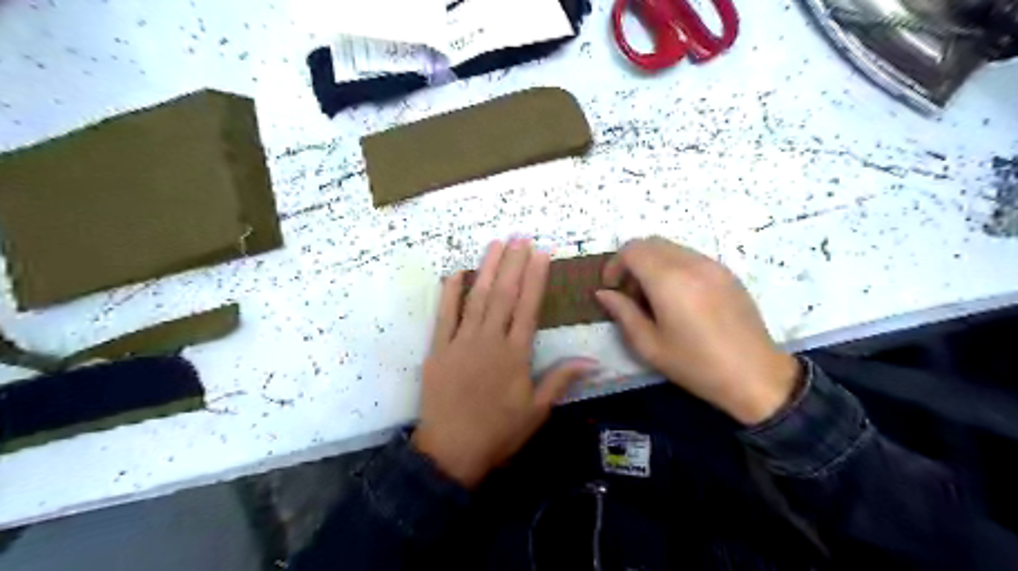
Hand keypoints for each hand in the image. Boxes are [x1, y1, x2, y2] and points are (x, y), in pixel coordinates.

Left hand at [409, 239, 594, 487]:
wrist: (451, 451)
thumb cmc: (498, 432)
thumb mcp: (537, 411)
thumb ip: (561, 380)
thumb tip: (593, 361)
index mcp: (515, 354)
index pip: (528, 307)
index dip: (535, 278)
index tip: (541, 253)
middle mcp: (489, 340)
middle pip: (503, 294)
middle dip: (513, 263)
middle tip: (520, 236)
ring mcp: (460, 341)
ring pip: (476, 297)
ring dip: (487, 269)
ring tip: (496, 244)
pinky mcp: (438, 349)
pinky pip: (443, 315)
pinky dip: (449, 292)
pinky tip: (456, 272)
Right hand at [598, 233, 803, 422]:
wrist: (755, 375)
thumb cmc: (695, 364)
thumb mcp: (649, 345)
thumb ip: (623, 313)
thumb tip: (604, 293)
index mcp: (668, 280)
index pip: (632, 250)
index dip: (615, 264)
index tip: (612, 288)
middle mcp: (691, 263)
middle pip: (650, 243)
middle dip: (632, 261)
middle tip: (630, 293)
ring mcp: (713, 265)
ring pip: (671, 248)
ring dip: (653, 263)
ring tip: (654, 297)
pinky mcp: (727, 272)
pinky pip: (691, 257)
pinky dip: (674, 266)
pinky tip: (679, 298)